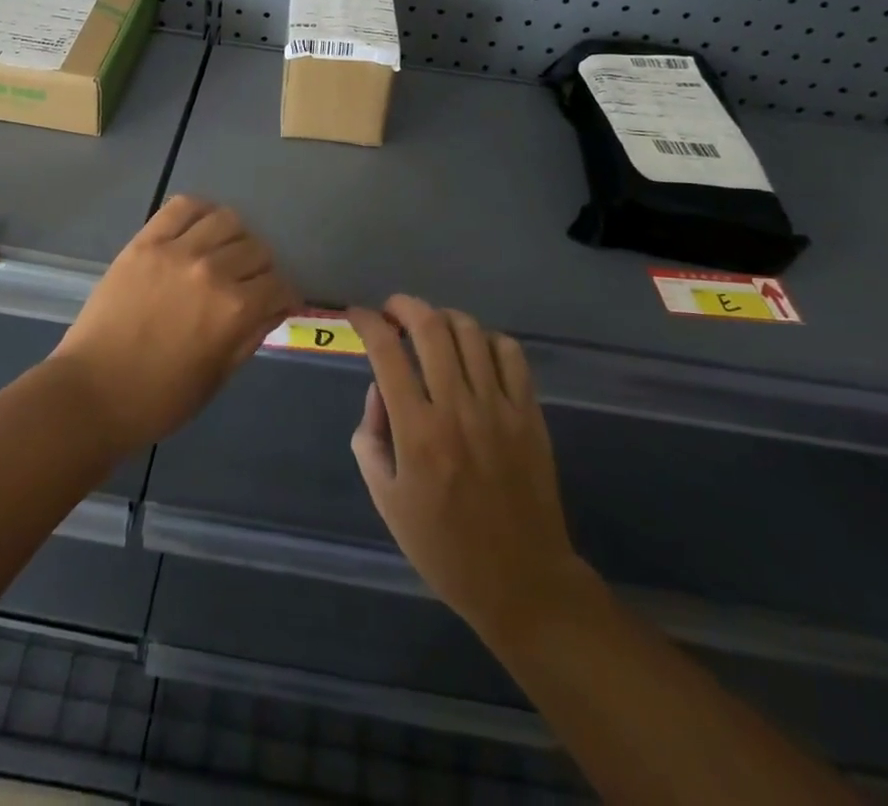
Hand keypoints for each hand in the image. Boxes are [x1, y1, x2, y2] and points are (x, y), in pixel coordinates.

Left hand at [51, 195, 298, 454]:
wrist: (91, 393)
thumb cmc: (159, 399)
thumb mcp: (218, 377)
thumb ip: (250, 336)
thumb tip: (273, 308)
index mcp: (234, 310)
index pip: (279, 285)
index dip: (283, 297)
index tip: (277, 303)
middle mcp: (212, 271)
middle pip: (257, 249)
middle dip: (262, 269)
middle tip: (248, 284)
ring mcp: (176, 251)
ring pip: (227, 220)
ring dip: (235, 237)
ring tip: (224, 253)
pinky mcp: (145, 242)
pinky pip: (183, 207)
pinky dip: (200, 211)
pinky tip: (200, 228)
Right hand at [350, 296, 589, 644]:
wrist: (522, 582)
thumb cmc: (444, 548)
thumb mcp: (387, 501)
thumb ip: (371, 439)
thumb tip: (378, 391)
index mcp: (417, 431)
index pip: (386, 352)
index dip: (367, 321)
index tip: (357, 315)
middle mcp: (457, 408)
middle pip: (430, 326)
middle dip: (404, 305)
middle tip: (392, 311)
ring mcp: (499, 408)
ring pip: (470, 331)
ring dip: (443, 318)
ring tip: (431, 329)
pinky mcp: (530, 414)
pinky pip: (511, 354)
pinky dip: (487, 339)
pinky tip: (475, 351)